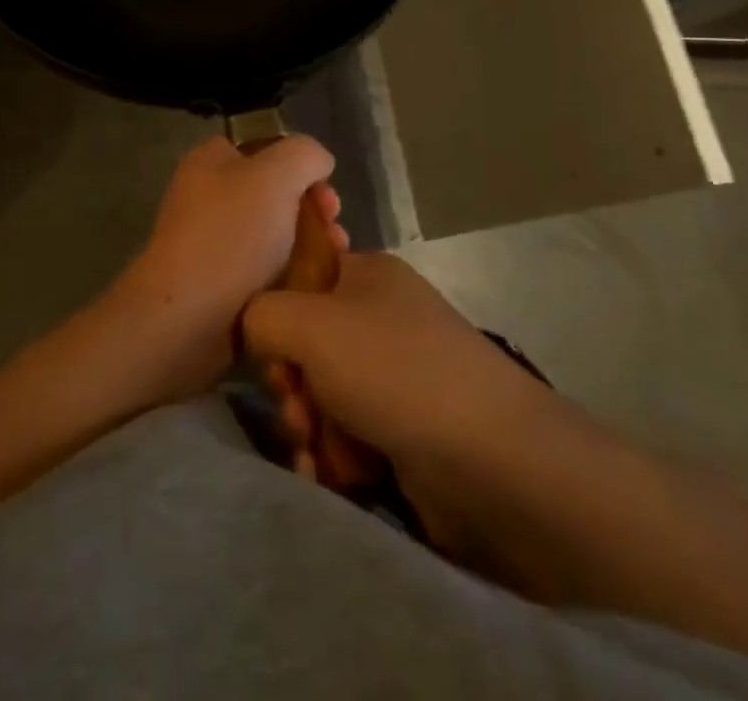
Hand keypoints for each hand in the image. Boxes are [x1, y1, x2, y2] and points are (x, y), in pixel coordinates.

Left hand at [113, 135, 341, 397]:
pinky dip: (293, 277)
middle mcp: (208, 196)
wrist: (187, 319)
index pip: (265, 148)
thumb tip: (318, 163)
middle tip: (335, 229)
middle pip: (276, 193)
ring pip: (276, 235)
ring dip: (311, 245)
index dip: (300, 164)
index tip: (325, 189)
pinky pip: (266, 272)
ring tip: (335, 263)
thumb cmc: (231, 235)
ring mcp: (212, 242)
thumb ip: (304, 154)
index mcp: (211, 162)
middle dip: (313, 209)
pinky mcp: (220, 285)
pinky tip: (315, 288)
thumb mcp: (276, 175)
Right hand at [242, 253, 559, 547]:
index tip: (277, 350)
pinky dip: (336, 454)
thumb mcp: (311, 323)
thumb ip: (262, 314)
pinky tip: (333, 474)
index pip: (301, 278)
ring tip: (318, 450)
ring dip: (310, 425)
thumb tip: (255, 330)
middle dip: (292, 383)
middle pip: (307, 343)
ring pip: (324, 394)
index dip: (278, 313)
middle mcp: (383, 317)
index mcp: (367, 274)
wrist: (492, 460)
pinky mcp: (408, 428)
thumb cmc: (394, 370)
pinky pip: (350, 433)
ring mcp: (398, 374)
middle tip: (298, 408)